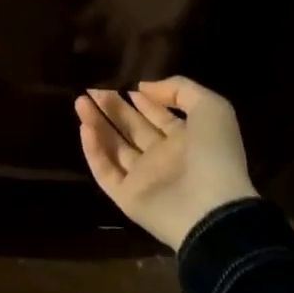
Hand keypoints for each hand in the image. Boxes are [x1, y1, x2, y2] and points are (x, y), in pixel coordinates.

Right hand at [76, 77, 258, 249]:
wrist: (211, 208)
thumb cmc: (214, 154)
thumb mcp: (211, 108)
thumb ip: (180, 90)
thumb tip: (142, 88)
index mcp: (186, 140)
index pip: (159, 116)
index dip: (143, 100)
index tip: (123, 85)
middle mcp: (164, 158)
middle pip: (132, 128)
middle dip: (113, 108)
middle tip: (91, 90)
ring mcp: (144, 179)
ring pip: (114, 147)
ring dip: (97, 124)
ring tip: (80, 101)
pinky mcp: (127, 197)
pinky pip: (106, 171)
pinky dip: (93, 151)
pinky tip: (84, 128)